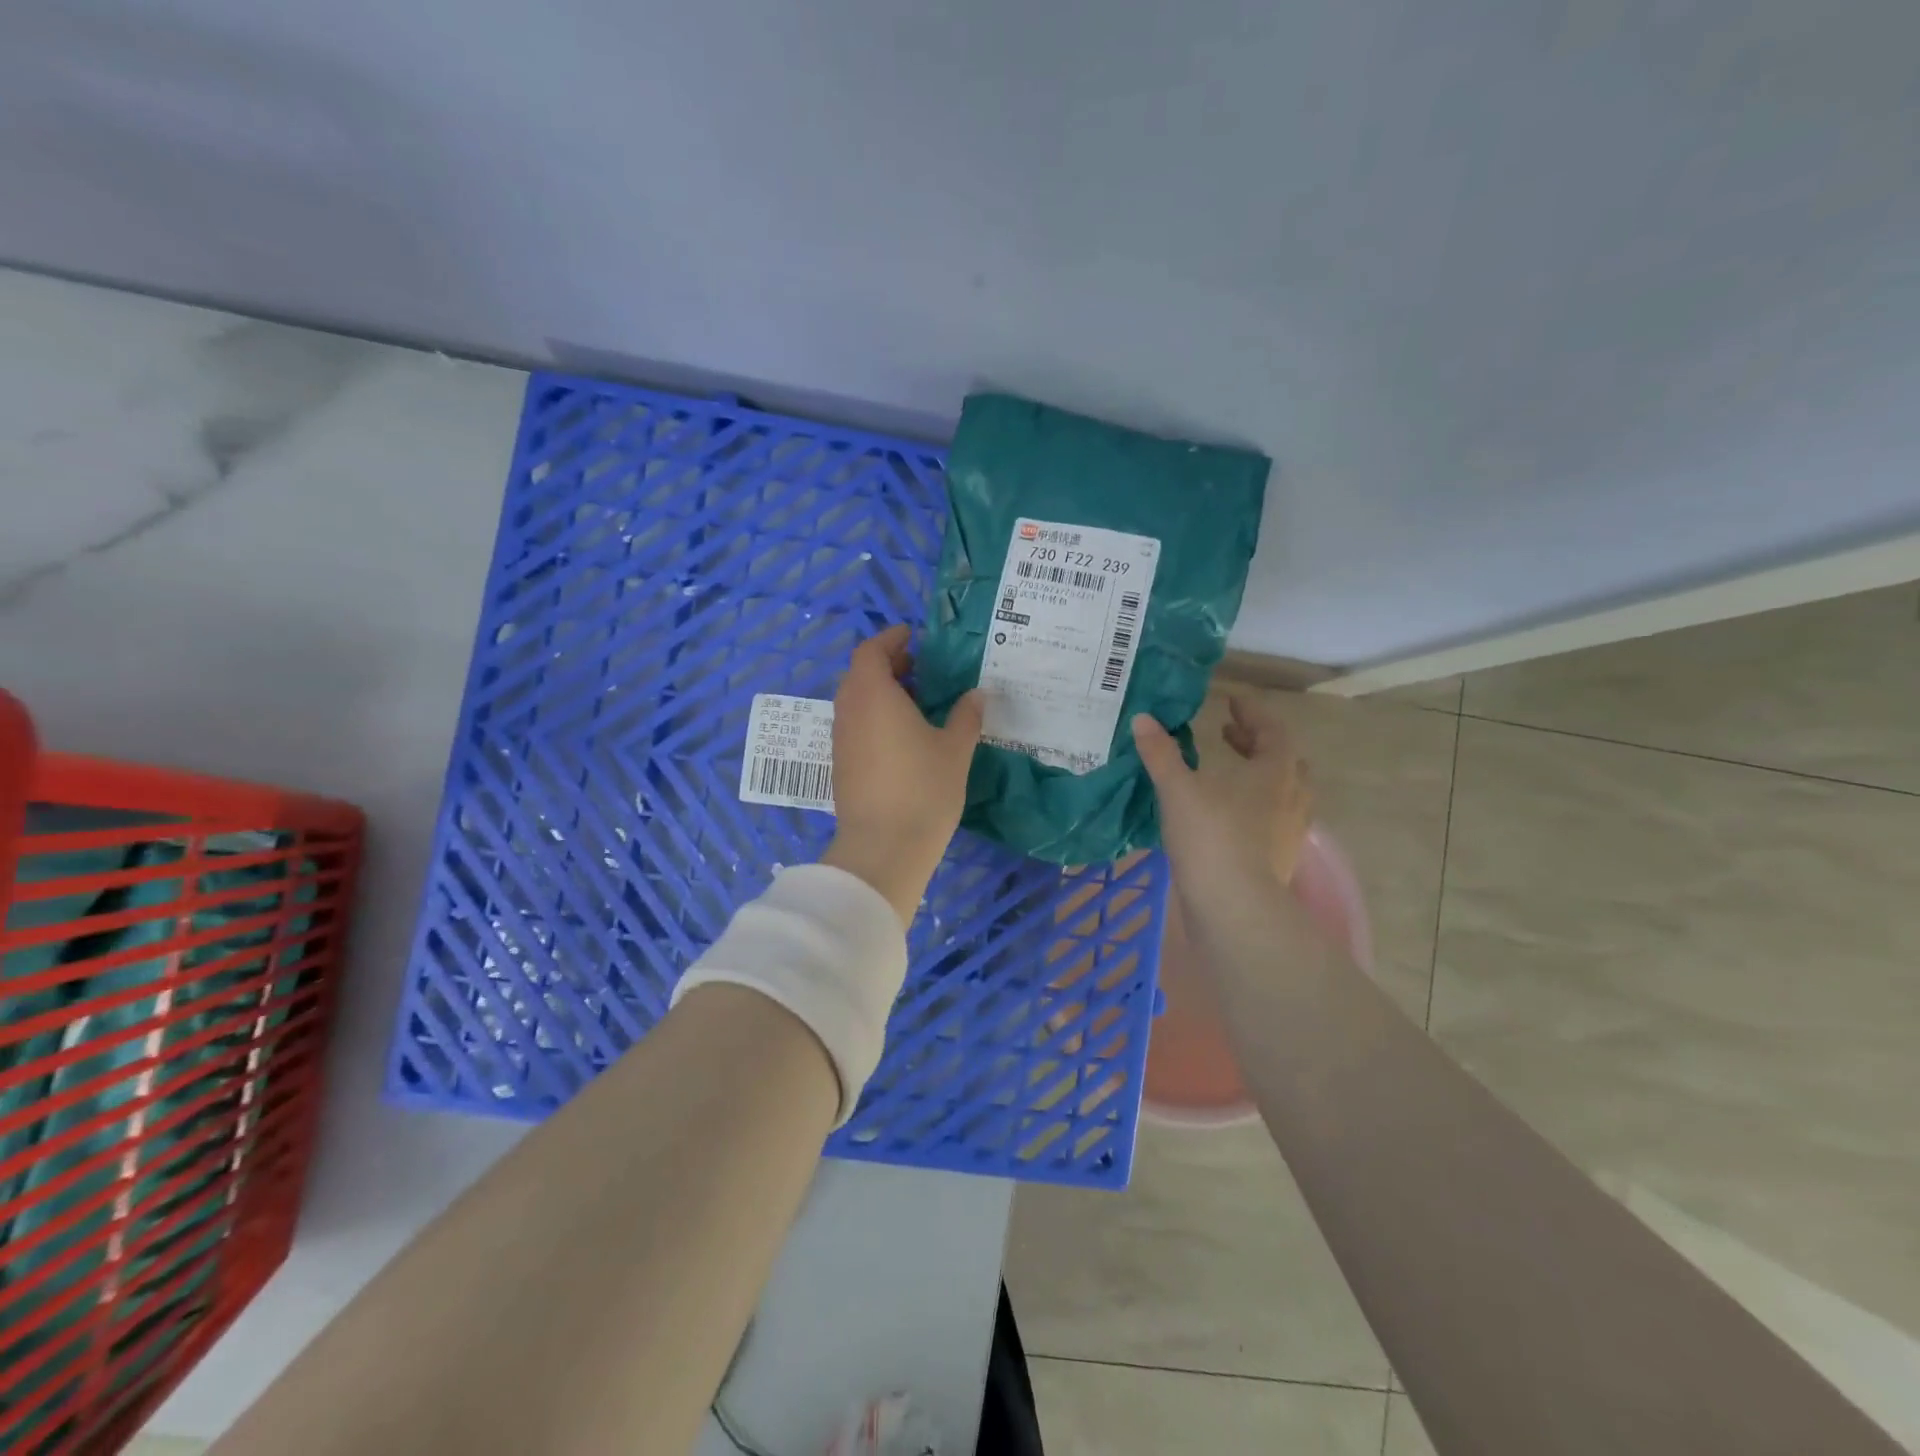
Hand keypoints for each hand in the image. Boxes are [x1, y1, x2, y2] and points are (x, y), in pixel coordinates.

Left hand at [822, 625, 983, 925]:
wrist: (883, 848)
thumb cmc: (923, 789)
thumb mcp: (955, 748)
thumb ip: (966, 715)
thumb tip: (976, 694)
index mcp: (874, 695)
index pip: (871, 651)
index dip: (890, 640)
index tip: (912, 638)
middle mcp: (850, 711)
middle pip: (860, 674)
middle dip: (886, 665)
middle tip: (919, 668)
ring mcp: (841, 740)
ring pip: (855, 702)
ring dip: (879, 692)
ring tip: (914, 701)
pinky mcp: (841, 765)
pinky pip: (854, 726)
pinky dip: (873, 717)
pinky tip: (901, 736)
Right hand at [1132, 694, 1312, 917]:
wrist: (1235, 909)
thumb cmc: (1212, 838)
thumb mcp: (1178, 790)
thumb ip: (1161, 753)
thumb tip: (1142, 718)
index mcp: (1275, 772)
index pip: (1273, 729)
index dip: (1252, 712)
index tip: (1231, 701)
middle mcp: (1291, 798)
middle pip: (1283, 759)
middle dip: (1255, 743)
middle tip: (1226, 733)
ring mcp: (1289, 832)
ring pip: (1282, 792)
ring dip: (1258, 775)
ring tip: (1228, 772)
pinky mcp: (1278, 860)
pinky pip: (1272, 820)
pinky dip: (1253, 806)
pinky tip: (1224, 814)